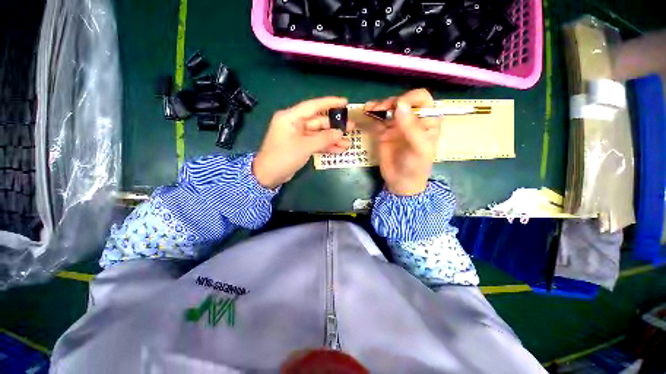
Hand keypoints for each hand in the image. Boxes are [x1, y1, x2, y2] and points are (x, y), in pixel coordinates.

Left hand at [253, 97, 353, 188]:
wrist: (269, 176)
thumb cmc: (283, 157)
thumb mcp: (304, 146)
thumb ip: (323, 139)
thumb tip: (340, 133)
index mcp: (291, 117)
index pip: (313, 106)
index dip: (330, 103)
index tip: (345, 102)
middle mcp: (295, 124)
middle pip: (318, 121)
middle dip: (335, 126)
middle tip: (351, 127)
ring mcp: (298, 136)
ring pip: (319, 134)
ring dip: (333, 138)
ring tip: (348, 142)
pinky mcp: (301, 146)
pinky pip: (316, 143)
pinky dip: (326, 146)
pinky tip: (339, 150)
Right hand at [365, 89, 440, 195]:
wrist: (400, 182)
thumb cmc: (415, 166)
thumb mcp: (419, 148)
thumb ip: (411, 127)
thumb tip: (399, 105)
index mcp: (427, 120)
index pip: (421, 99)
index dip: (410, 98)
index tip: (397, 106)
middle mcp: (411, 120)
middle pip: (401, 101)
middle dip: (390, 102)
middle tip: (380, 109)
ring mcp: (396, 125)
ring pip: (388, 109)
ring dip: (379, 106)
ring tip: (370, 109)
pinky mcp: (384, 132)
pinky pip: (378, 120)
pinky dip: (372, 114)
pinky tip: (366, 112)